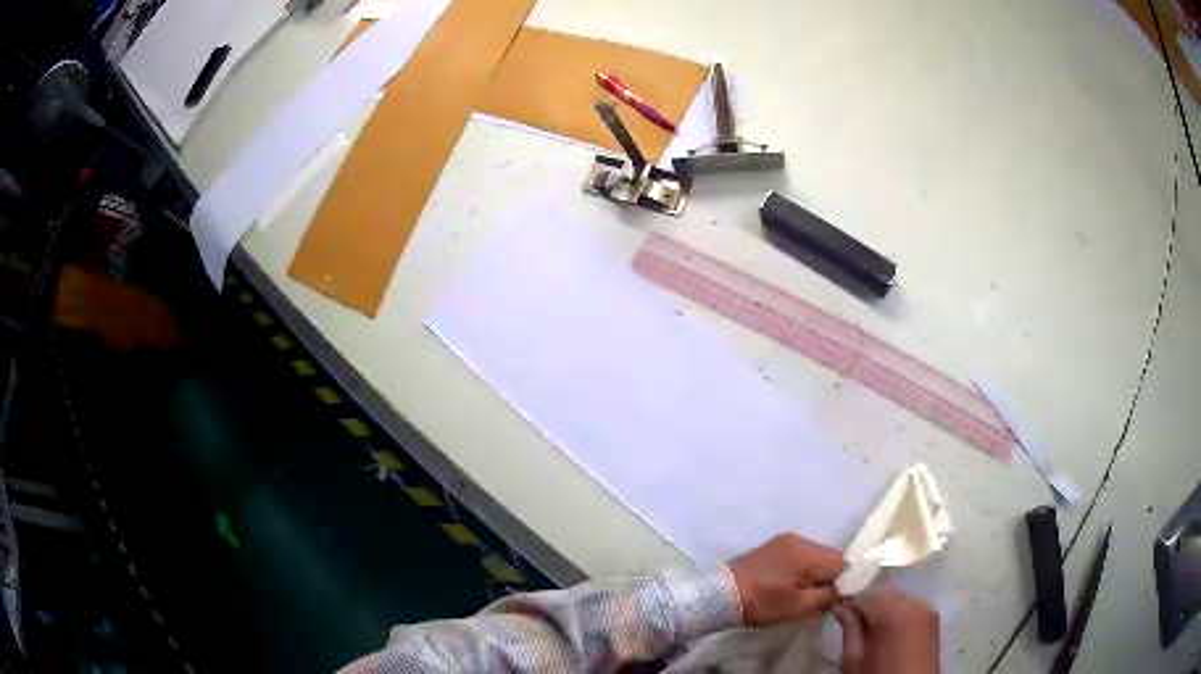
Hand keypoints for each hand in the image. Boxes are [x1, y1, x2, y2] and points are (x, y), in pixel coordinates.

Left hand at [727, 533, 844, 625]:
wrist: (718, 596)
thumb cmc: (761, 602)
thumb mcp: (798, 607)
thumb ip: (827, 598)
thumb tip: (843, 594)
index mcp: (808, 552)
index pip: (843, 562)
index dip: (845, 581)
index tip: (838, 599)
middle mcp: (800, 539)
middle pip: (829, 557)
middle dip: (830, 578)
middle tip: (820, 600)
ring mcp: (784, 541)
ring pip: (814, 557)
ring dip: (815, 575)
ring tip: (804, 595)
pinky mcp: (772, 547)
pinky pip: (799, 556)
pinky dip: (801, 571)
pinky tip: (791, 587)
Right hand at [834, 585, 939, 673]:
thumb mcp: (855, 658)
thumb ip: (849, 628)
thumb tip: (840, 607)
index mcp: (893, 610)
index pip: (866, 590)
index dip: (850, 596)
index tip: (837, 605)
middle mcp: (914, 602)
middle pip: (884, 590)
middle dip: (867, 600)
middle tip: (851, 619)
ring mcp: (927, 608)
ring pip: (898, 596)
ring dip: (882, 606)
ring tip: (870, 627)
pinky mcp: (933, 618)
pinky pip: (910, 605)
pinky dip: (897, 612)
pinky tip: (888, 630)